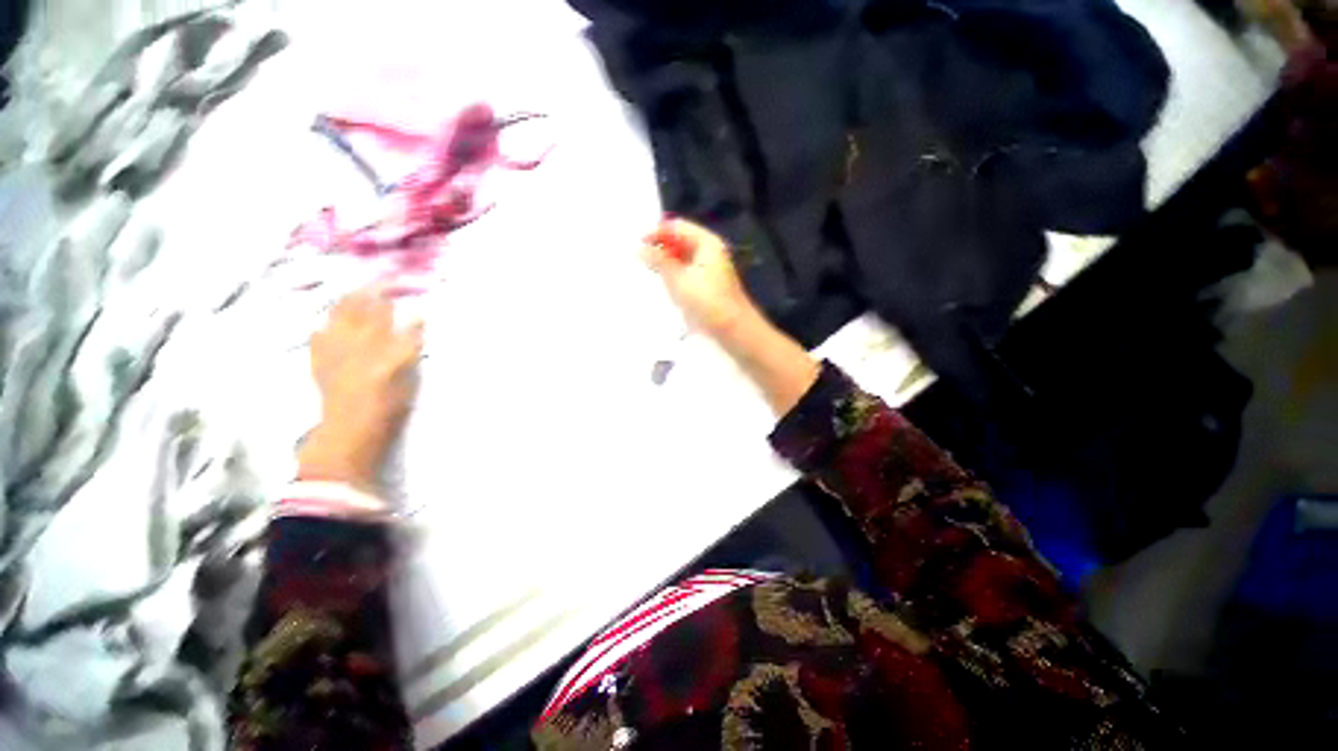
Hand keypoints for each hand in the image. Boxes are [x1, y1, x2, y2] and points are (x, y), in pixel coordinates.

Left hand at [298, 286, 423, 492]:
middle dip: (367, 290)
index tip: (401, 283)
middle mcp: (348, 339)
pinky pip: (319, 333)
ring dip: (347, 302)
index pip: (381, 309)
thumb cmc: (387, 405)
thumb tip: (418, 318)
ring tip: (356, 295)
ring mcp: (330, 348)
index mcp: (373, 341)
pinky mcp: (319, 360)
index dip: (389, 292)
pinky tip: (330, 326)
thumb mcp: (408, 375)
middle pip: (355, 306)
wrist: (349, 430)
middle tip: (379, 282)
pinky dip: (327, 325)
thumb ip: (410, 344)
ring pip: (335, 315)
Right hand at [640, 218, 757, 339]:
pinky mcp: (707, 287)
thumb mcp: (678, 279)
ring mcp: (710, 270)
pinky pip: (686, 274)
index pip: (677, 227)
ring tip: (646, 272)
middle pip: (680, 242)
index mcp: (707, 243)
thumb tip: (640, 249)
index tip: (636, 244)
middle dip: (660, 248)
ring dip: (665, 264)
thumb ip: (659, 261)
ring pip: (682, 259)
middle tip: (638, 259)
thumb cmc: (706, 301)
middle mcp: (710, 252)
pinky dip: (673, 276)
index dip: (656, 232)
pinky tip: (662, 286)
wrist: (733, 330)